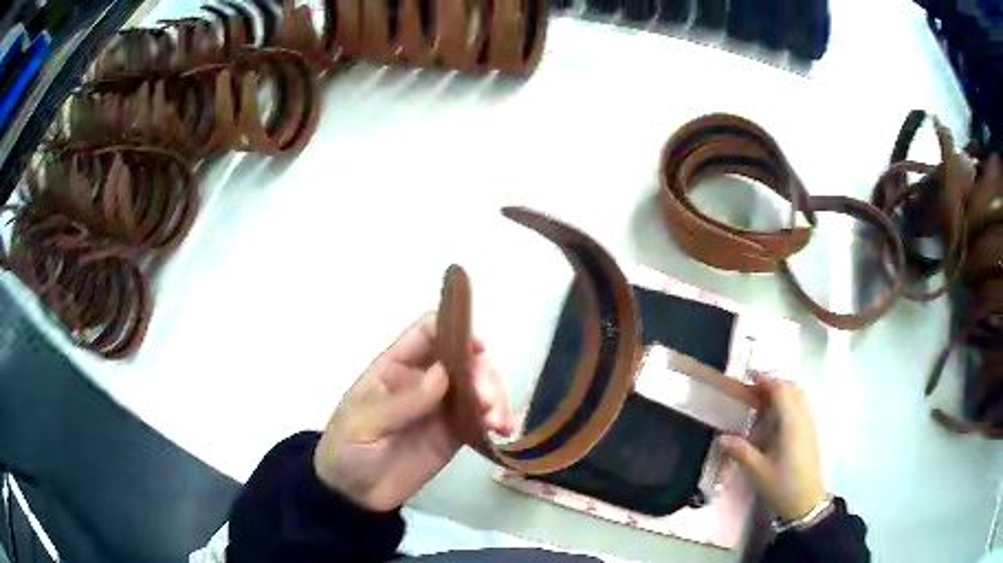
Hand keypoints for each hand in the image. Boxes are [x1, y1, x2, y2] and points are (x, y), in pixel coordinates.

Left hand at [313, 313, 513, 511]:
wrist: (354, 496)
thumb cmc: (347, 451)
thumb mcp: (364, 425)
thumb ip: (402, 403)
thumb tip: (444, 373)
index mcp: (394, 368)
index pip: (427, 334)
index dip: (454, 330)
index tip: (478, 348)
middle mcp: (422, 381)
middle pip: (462, 359)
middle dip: (481, 374)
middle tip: (487, 401)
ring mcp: (441, 408)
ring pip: (477, 387)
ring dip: (495, 397)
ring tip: (497, 422)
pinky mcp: (454, 435)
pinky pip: (481, 419)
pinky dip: (499, 419)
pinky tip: (506, 430)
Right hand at [721, 373, 827, 520]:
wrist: (807, 502)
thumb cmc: (782, 485)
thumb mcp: (757, 471)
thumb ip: (741, 451)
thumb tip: (722, 438)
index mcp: (791, 422)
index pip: (781, 389)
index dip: (766, 379)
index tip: (749, 375)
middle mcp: (803, 417)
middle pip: (792, 388)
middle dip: (774, 383)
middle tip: (753, 389)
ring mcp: (810, 424)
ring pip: (799, 396)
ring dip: (783, 391)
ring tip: (764, 400)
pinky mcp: (811, 432)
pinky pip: (802, 406)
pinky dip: (789, 401)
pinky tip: (777, 417)